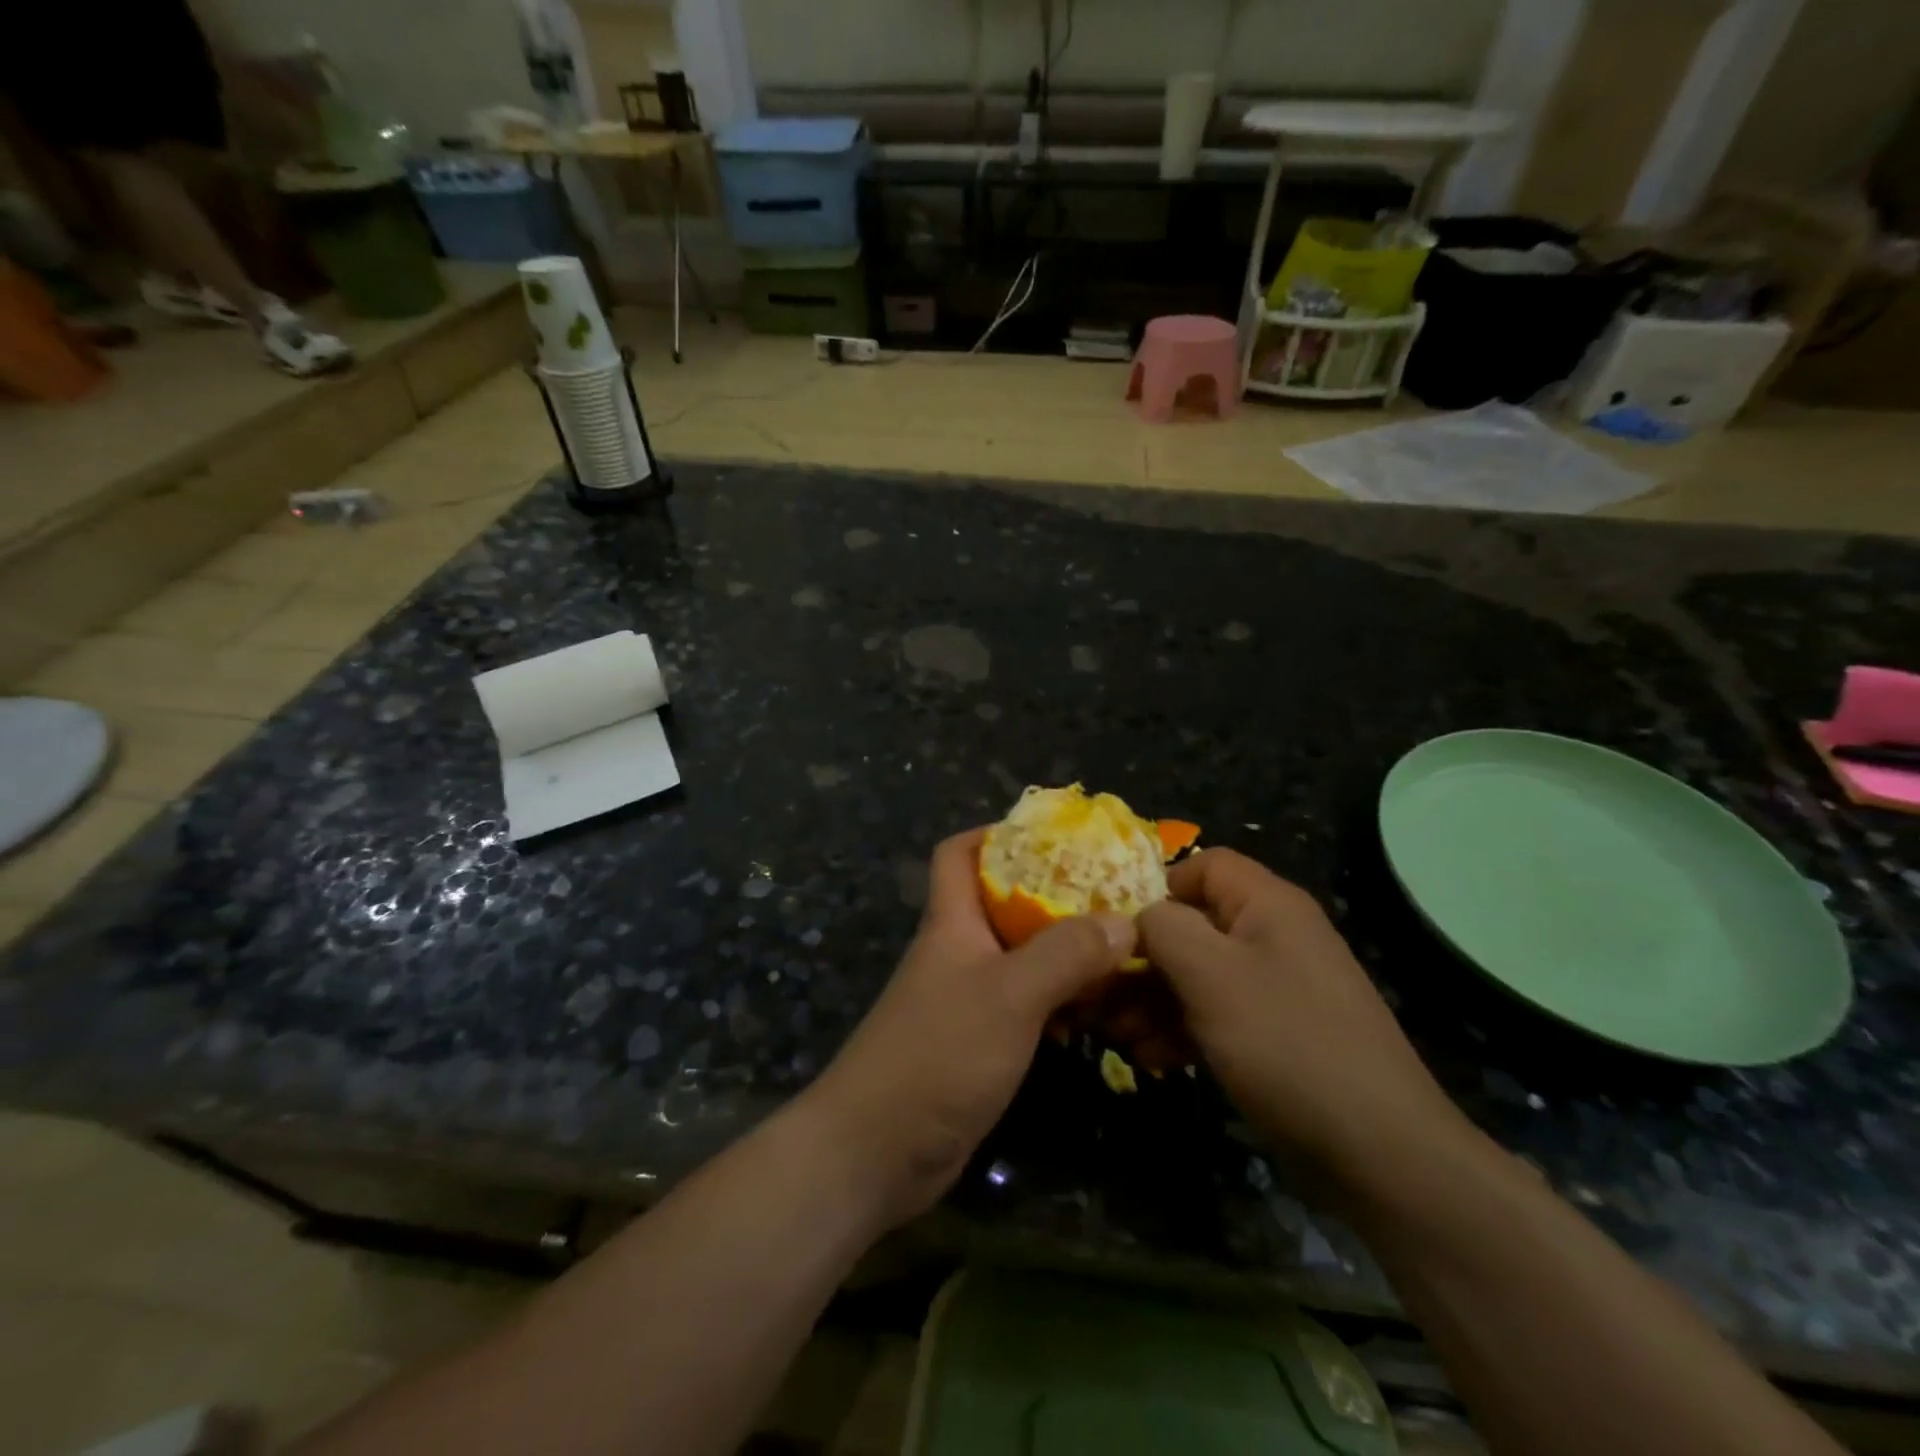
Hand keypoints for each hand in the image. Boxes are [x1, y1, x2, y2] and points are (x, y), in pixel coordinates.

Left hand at [806, 828, 1136, 1228]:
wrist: (877, 1152)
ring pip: (1024, 960)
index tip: (1052, 838)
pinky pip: (1028, 1008)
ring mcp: (969, 1000)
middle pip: (1005, 905)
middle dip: (1056, 898)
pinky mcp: (980, 1044)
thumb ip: (1065, 954)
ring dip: (1066, 957)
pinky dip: (1060, 1004)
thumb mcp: (1008, 995)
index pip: (958, 853)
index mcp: (953, 922)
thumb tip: (1124, 921)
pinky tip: (1096, 1017)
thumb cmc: (938, 1054)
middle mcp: (959, 952)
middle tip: (1114, 900)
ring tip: (1122, 956)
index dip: (995, 834)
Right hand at [1137, 849, 1468, 1187]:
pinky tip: (1154, 1059)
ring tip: (1119, 1035)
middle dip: (1144, 959)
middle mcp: (1274, 936)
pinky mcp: (1279, 1035)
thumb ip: (1163, 929)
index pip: (1204, 865)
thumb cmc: (1286, 1043)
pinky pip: (1219, 1014)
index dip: (1157, 888)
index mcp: (1267, 905)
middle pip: (1194, 924)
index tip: (1118, 931)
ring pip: (1200, 974)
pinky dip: (1183, 1029)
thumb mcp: (1210, 974)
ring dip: (1154, 1000)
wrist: (1381, 1152)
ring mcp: (1279, 988)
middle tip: (1102, 996)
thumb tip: (1139, 917)